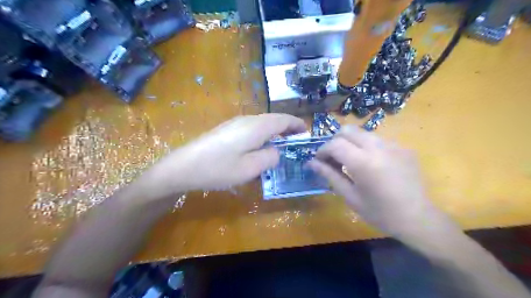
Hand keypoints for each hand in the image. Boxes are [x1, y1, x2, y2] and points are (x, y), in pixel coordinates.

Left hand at [135, 113, 307, 197]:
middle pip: (273, 119)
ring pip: (262, 123)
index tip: (305, 131)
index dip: (296, 124)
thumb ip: (269, 157)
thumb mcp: (250, 168)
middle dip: (286, 127)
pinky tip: (259, 145)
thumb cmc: (218, 168)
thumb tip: (276, 151)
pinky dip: (262, 134)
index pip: (283, 120)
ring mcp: (235, 123)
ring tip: (281, 142)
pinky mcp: (226, 129)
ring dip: (274, 130)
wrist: (183, 166)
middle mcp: (247, 120)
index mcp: (256, 127)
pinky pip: (251, 128)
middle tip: (296, 139)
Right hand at [310, 125, 453, 241]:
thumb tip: (311, 163)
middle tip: (333, 158)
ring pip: (363, 133)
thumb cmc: (380, 213)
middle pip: (348, 130)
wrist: (418, 219)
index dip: (322, 150)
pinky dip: (366, 146)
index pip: (335, 144)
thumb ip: (329, 175)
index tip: (319, 161)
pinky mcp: (403, 147)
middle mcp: (378, 147)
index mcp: (363, 163)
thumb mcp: (350, 196)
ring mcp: (393, 145)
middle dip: (335, 141)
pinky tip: (371, 164)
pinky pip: (378, 140)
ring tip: (350, 160)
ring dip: (351, 142)